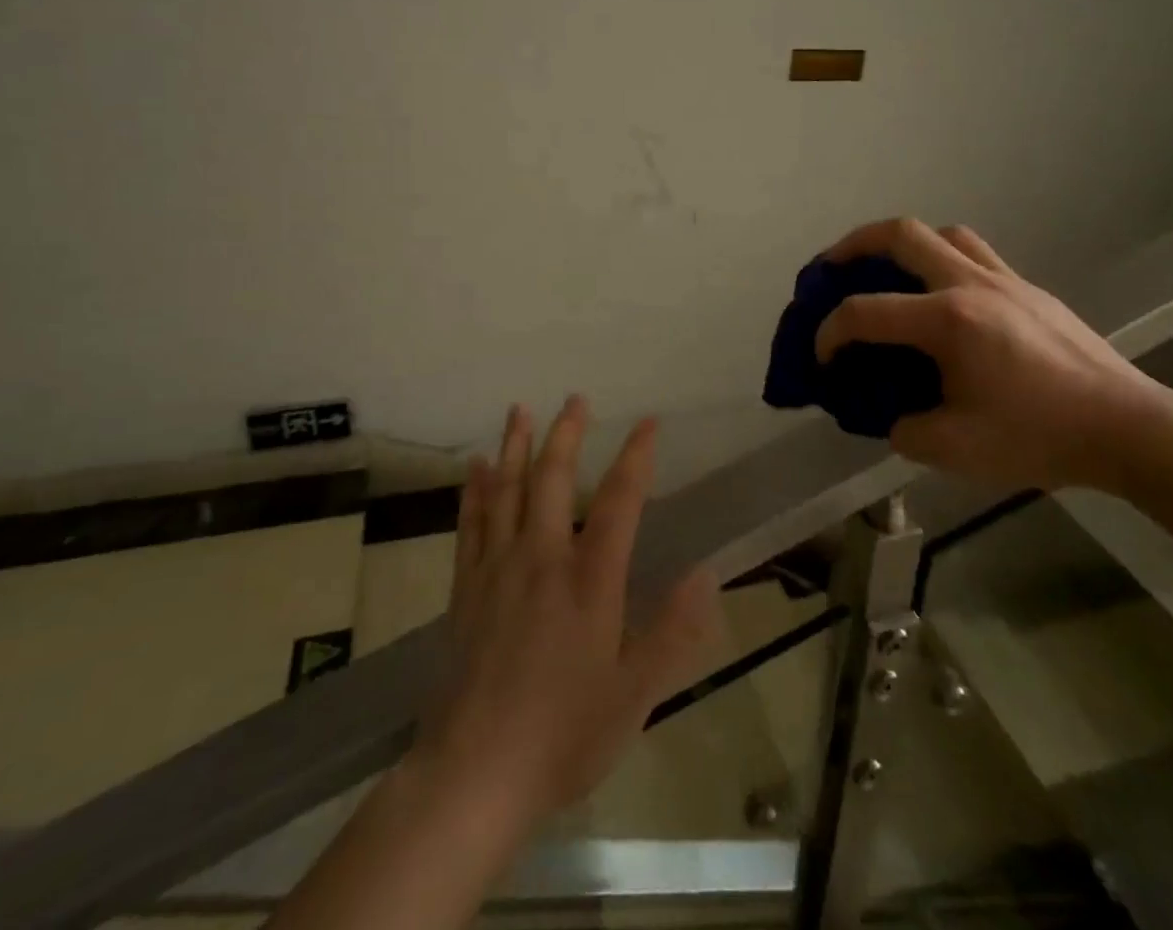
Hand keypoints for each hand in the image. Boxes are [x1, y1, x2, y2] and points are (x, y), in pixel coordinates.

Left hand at [412, 396, 716, 834]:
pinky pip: (470, 524)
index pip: (619, 501)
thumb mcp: (635, 694)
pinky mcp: (465, 589)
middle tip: (575, 398)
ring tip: (520, 409)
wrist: (474, 776)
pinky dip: (475, 490)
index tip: (648, 423)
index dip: (636, 457)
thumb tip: (707, 575)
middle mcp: (543, 559)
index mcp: (590, 580)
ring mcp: (498, 569)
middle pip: (554, 480)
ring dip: (516, 446)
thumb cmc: (564, 735)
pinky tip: (476, 466)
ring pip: (507, 490)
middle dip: (567, 434)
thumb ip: (673, 631)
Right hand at [814, 219, 1172, 493]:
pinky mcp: (1030, 290)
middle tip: (830, 268)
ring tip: (889, 273)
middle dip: (852, 245)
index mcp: (947, 320)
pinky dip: (944, 261)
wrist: (1127, 428)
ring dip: (905, 245)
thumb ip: (905, 430)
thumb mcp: (955, 449)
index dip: (829, 332)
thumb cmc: (1039, 436)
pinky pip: (976, 255)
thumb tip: (895, 417)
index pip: (864, 312)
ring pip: (943, 234)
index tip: (821, 358)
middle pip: (901, 234)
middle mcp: (971, 284)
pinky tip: (945, 300)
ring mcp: (1005, 281)